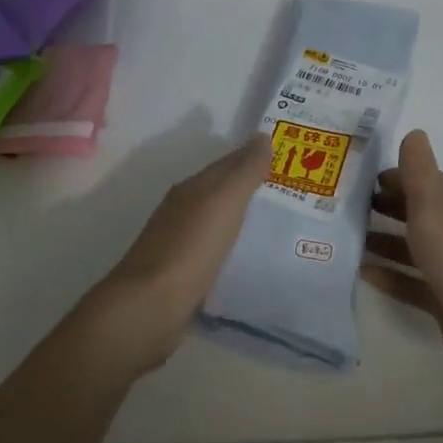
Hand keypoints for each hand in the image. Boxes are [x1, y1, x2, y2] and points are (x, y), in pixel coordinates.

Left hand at [80, 134, 271, 373]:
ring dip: (242, 219)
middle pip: (222, 192)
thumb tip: (261, 136)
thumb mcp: (223, 202)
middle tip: (291, 192)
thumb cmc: (190, 248)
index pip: (228, 164)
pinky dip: (233, 247)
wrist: (150, 306)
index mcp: (191, 189)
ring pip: (218, 222)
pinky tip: (248, 257)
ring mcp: (180, 244)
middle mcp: (183, 211)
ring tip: (279, 224)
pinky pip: (215, 251)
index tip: (288, 158)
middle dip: (252, 189)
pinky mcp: (183, 275)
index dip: (254, 158)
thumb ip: (244, 172)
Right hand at [362, 129, 442, 394]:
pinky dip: (389, 276)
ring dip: (383, 241)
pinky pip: (411, 283)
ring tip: (345, 238)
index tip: (358, 178)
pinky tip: (360, 274)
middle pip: (418, 213)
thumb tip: (414, 133)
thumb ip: (419, 172)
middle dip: (385, 208)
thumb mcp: (435, 208)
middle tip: (343, 207)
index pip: (425, 181)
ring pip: (413, 249)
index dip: (394, 177)